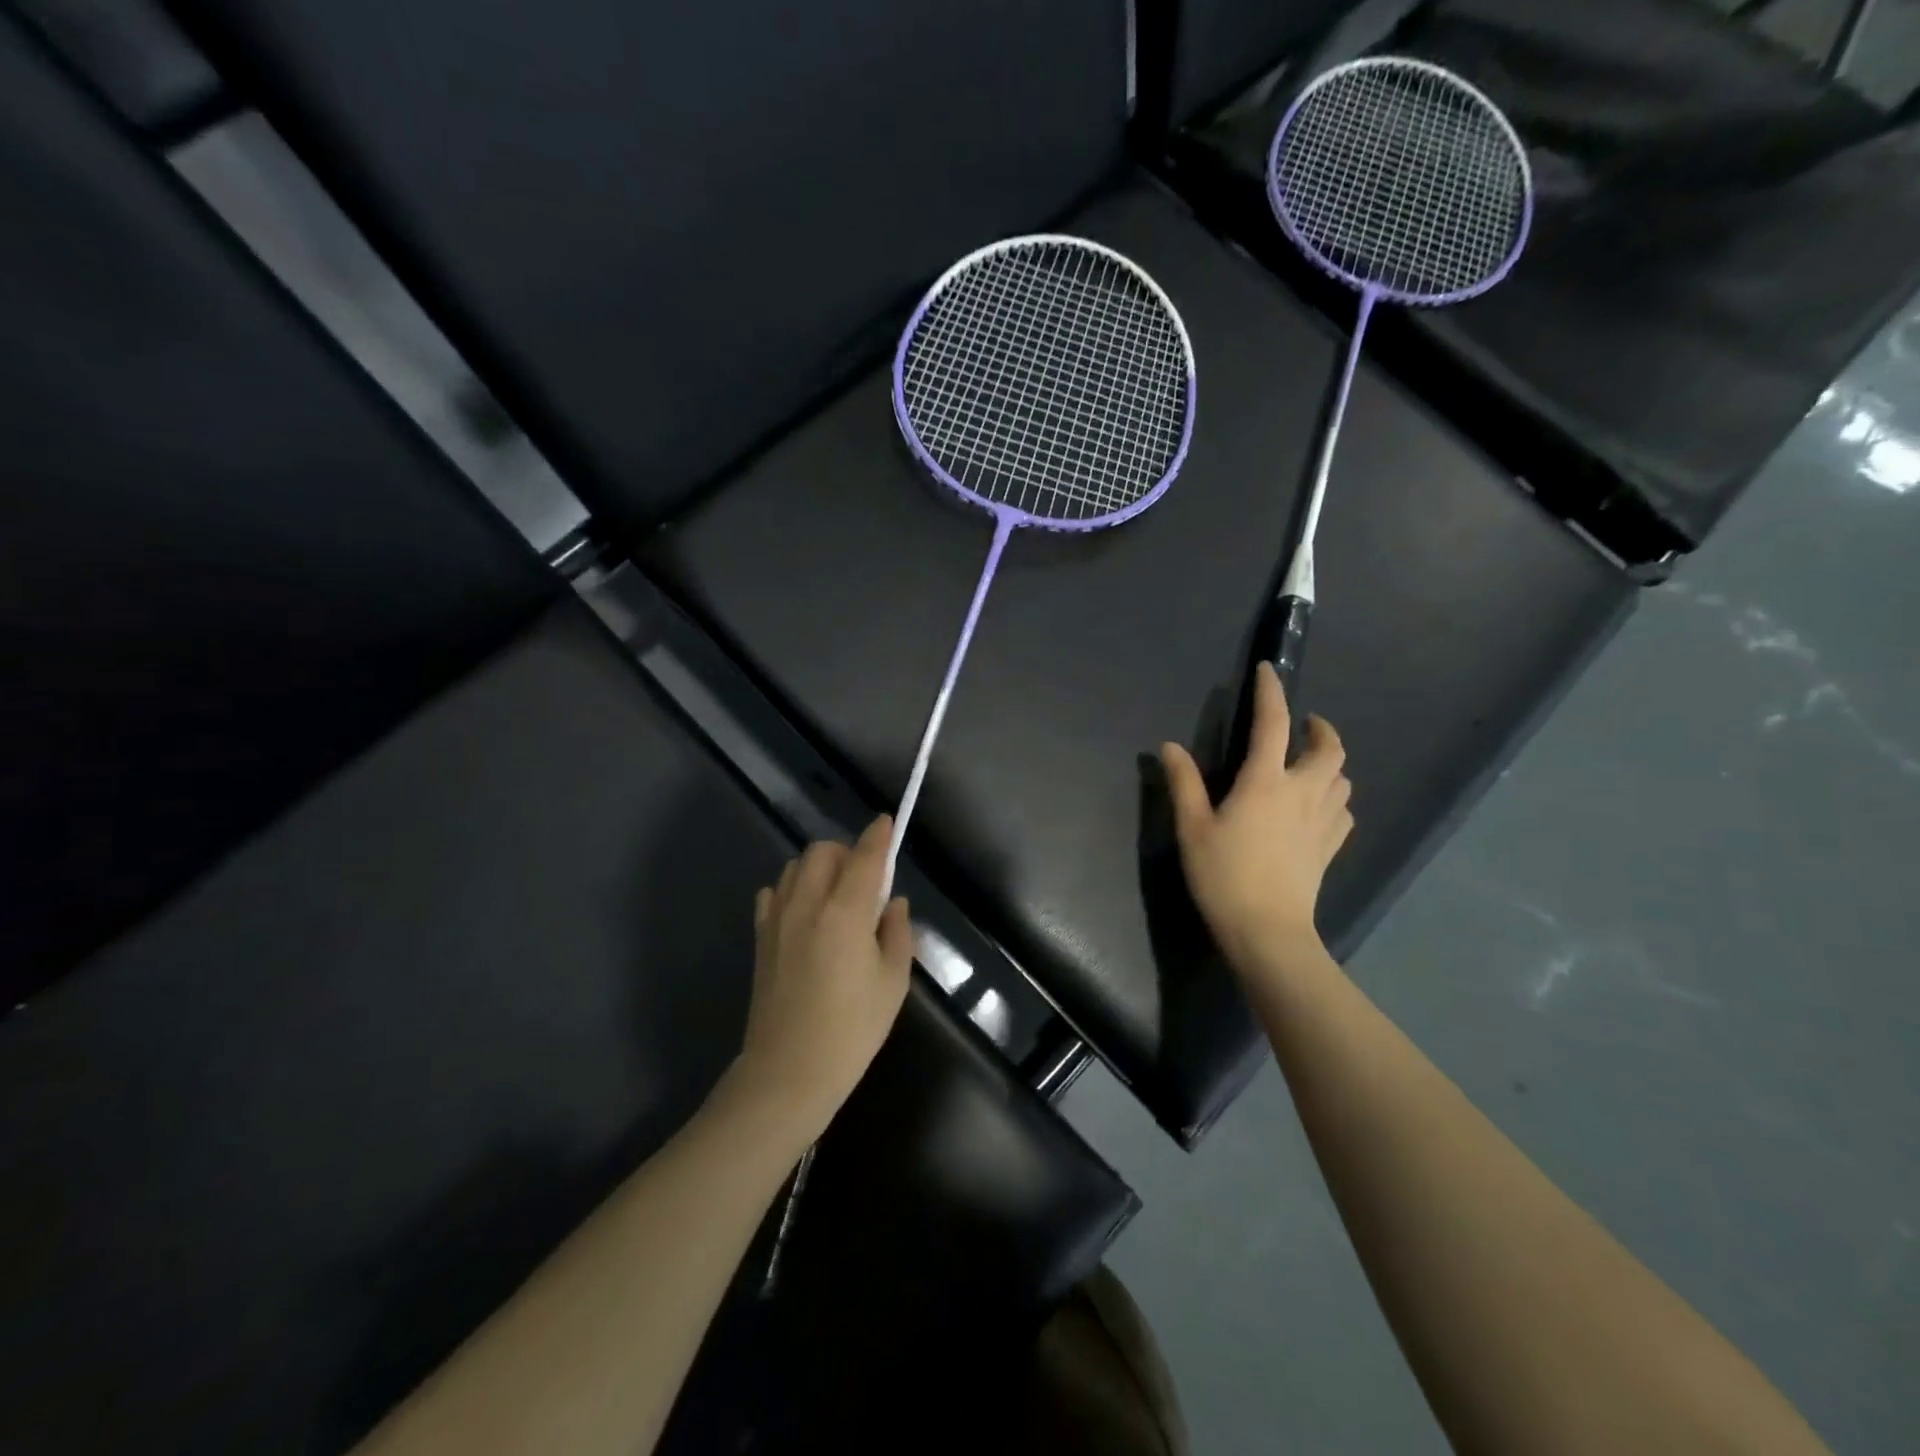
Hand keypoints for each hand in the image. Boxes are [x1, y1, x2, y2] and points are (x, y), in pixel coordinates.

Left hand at [730, 816, 913, 1137]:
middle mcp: (806, 904)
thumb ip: (896, 932)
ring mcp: (777, 919)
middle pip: (823, 851)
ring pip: (796, 866)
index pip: (864, 857)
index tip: (887, 822)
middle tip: (865, 880)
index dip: (878, 836)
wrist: (789, 1071)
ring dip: (819, 867)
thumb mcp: (893, 982)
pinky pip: (774, 892)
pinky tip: (805, 913)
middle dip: (847, 852)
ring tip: (836, 896)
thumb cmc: (852, 1030)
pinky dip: (792, 889)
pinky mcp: (760, 938)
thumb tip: (891, 903)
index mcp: (844, 912)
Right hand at [1160, 662, 1353, 972]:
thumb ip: (1183, 783)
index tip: (1269, 671)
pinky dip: (1336, 798)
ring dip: (1332, 763)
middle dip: (1322, 730)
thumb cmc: (1224, 875)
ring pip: (1343, 780)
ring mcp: (1322, 822)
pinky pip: (1344, 812)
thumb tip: (1170, 746)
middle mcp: (1301, 793)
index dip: (1272, 692)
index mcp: (1265, 782)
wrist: (1267, 931)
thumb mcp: (1192, 828)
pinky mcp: (1330, 848)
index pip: (1273, 723)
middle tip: (1307, 725)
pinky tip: (1322, 807)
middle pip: (1330, 750)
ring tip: (1313, 764)